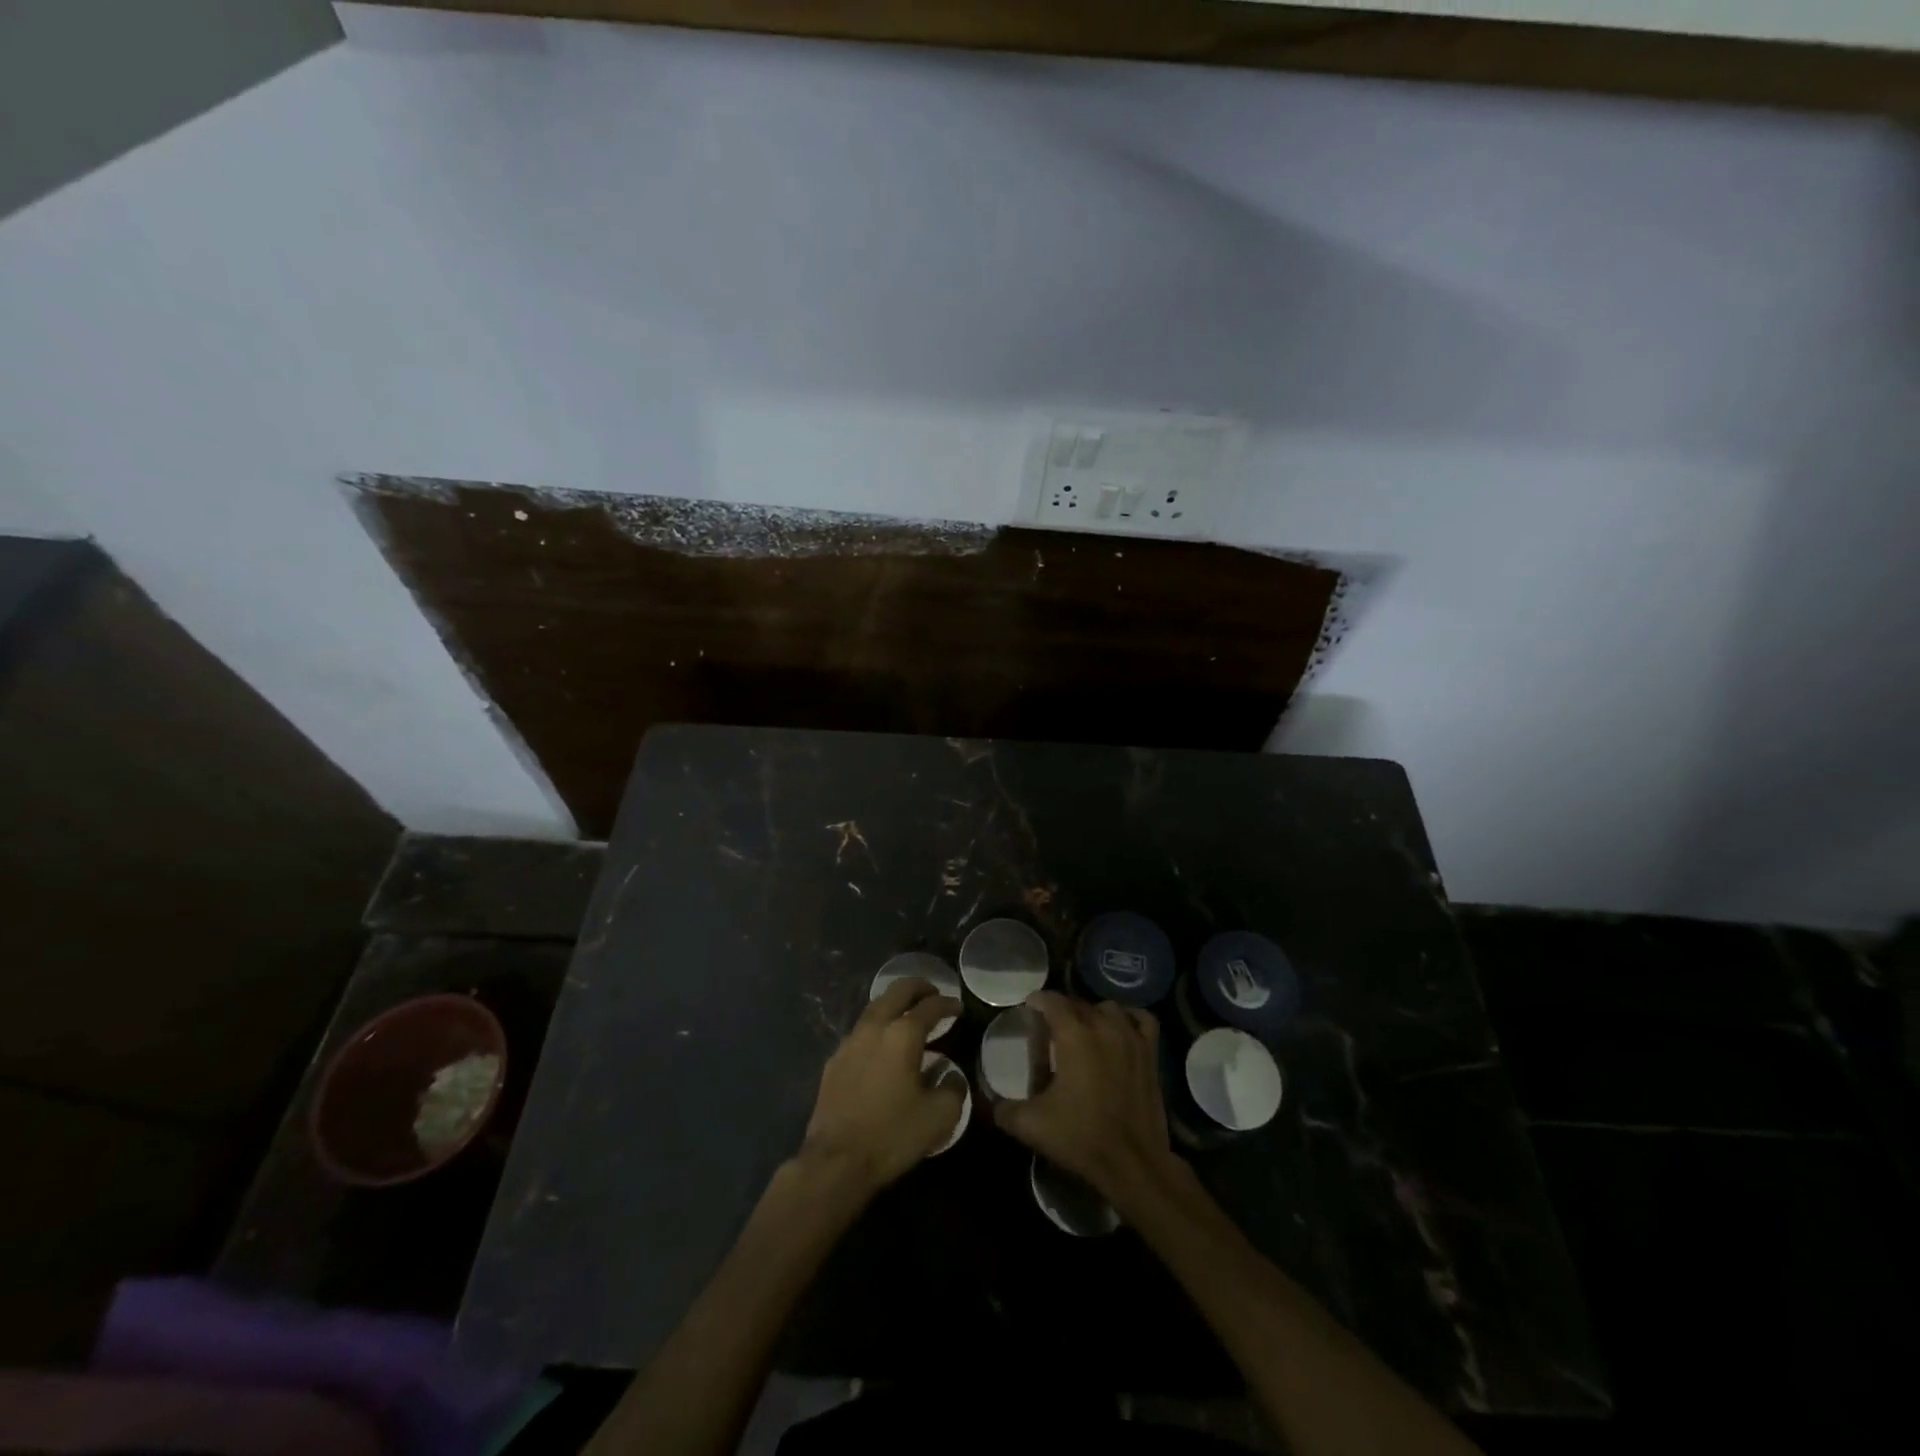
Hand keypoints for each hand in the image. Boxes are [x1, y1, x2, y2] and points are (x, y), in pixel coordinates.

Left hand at [797, 978, 964, 1198]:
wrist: (835, 1161)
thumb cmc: (892, 1135)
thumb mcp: (939, 1117)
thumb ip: (953, 1089)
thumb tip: (950, 1076)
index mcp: (903, 1035)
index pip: (930, 1006)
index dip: (947, 1004)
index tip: (958, 1008)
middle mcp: (875, 1028)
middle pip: (897, 991)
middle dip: (918, 987)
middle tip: (932, 993)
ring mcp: (850, 1042)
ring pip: (875, 1007)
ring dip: (895, 1003)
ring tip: (908, 1015)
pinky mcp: (834, 1060)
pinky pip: (861, 1030)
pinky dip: (878, 1026)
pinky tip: (882, 1044)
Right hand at [992, 992, 1181, 1209]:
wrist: (1132, 1163)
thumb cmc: (1080, 1138)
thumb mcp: (1031, 1125)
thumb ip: (1004, 1109)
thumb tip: (990, 1102)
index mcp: (1073, 1034)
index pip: (1051, 1000)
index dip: (1037, 1001)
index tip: (1028, 1010)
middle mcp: (1103, 1026)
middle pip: (1078, 1003)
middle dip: (1062, 1010)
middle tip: (1050, 1029)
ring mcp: (1131, 1037)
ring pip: (1108, 1008)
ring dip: (1093, 1014)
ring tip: (1083, 1031)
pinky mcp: (1151, 1053)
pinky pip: (1141, 1019)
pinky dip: (1129, 1018)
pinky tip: (1120, 1028)